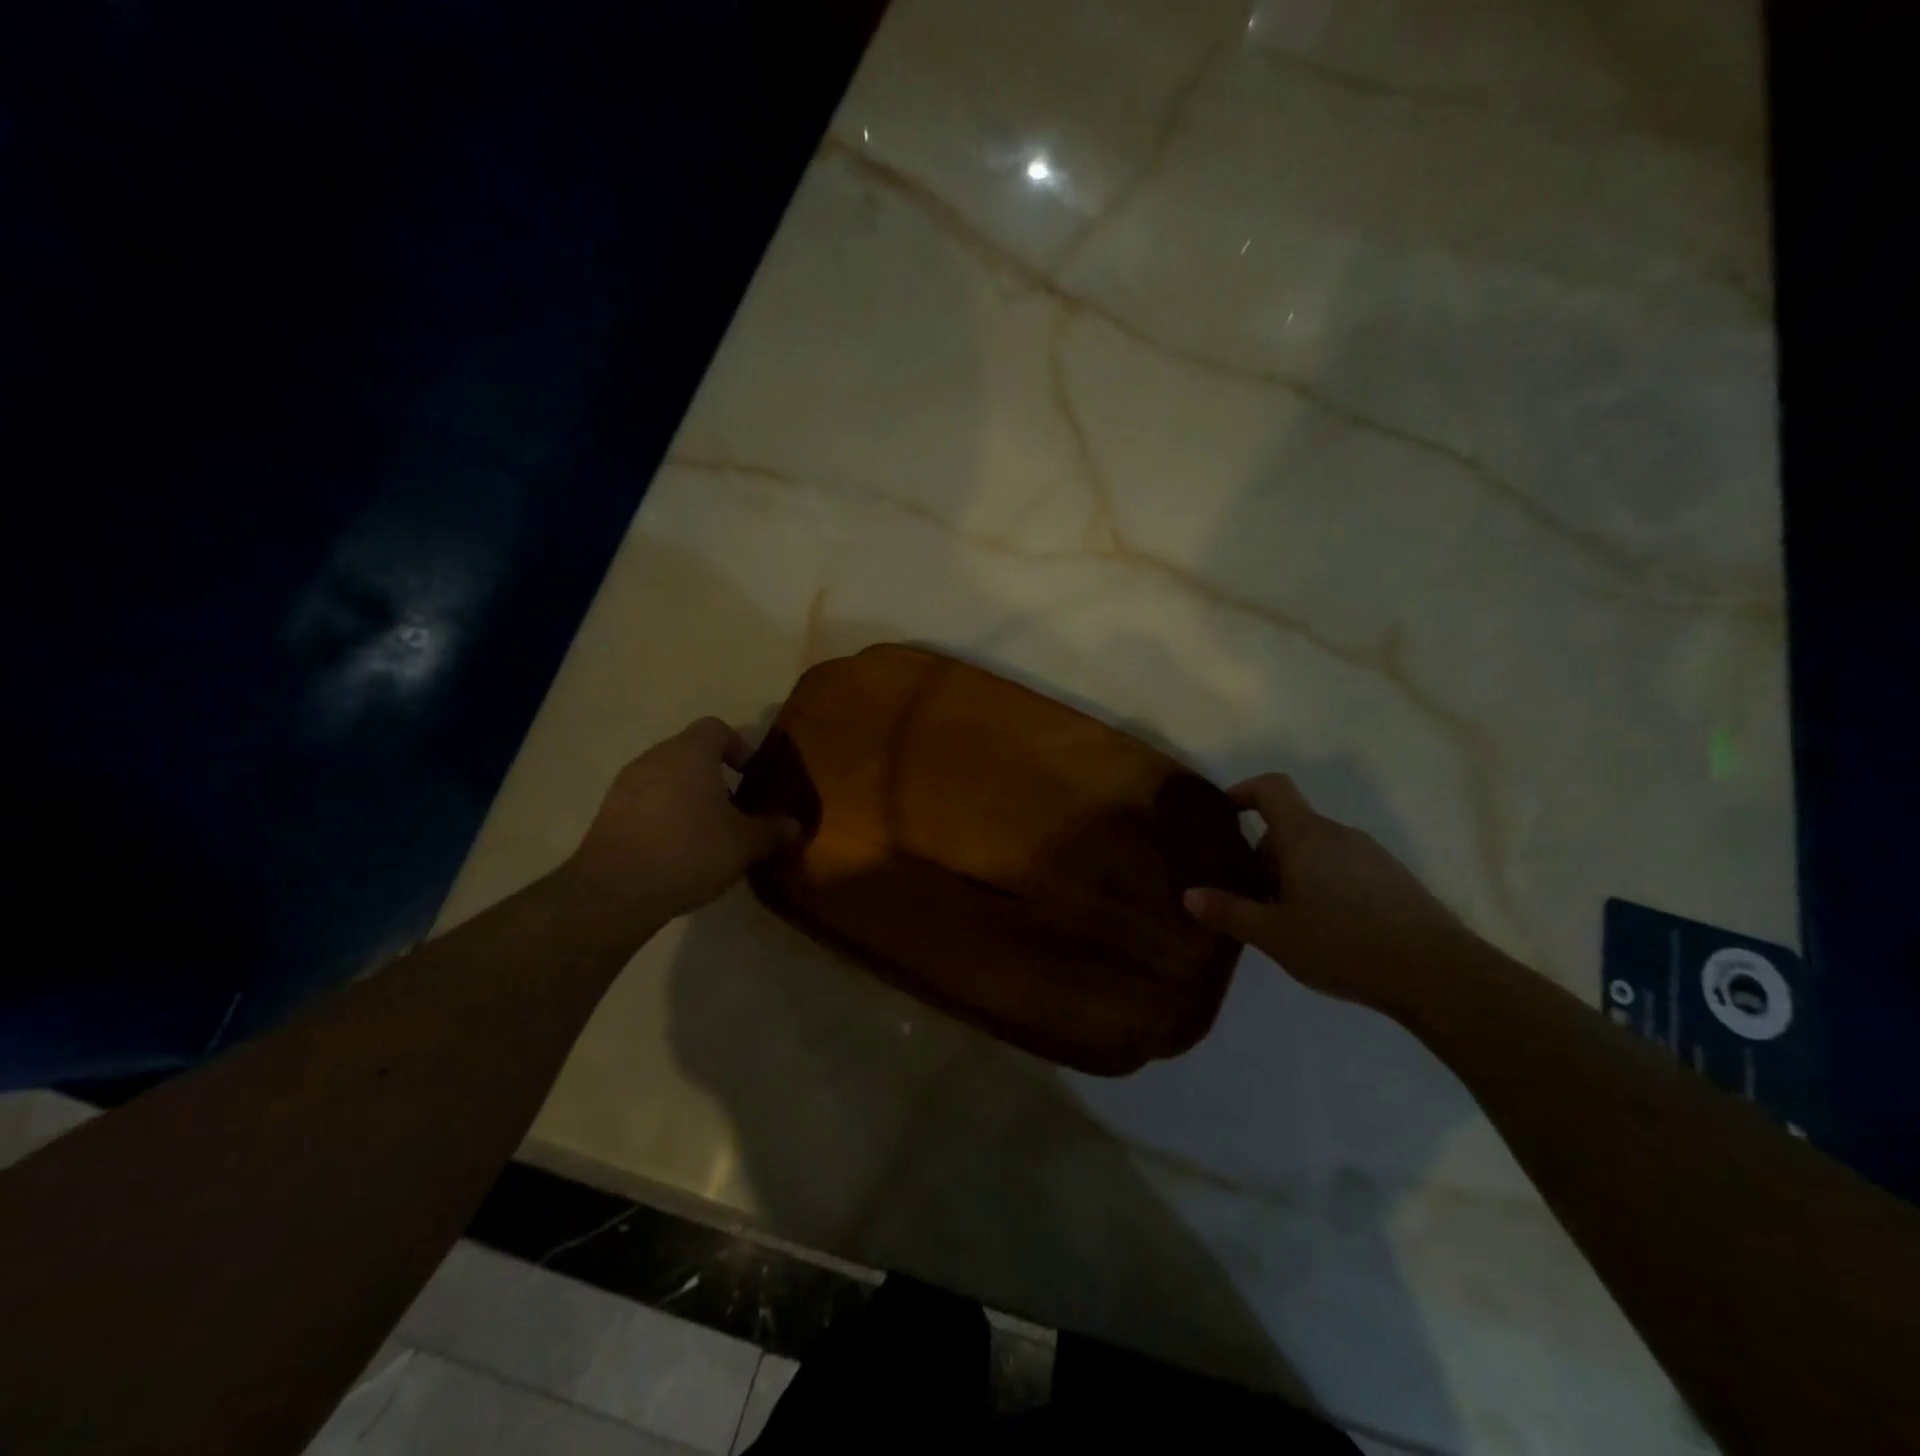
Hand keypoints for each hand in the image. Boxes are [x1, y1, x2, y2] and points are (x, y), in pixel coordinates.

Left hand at [565, 718, 799, 931]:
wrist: (616, 891)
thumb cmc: (690, 851)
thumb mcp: (744, 844)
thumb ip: (771, 830)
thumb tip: (793, 825)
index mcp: (690, 753)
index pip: (716, 728)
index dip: (738, 747)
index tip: (751, 777)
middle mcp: (654, 758)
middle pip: (690, 752)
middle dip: (714, 776)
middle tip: (734, 809)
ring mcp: (625, 785)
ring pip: (666, 778)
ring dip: (688, 797)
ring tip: (706, 832)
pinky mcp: (608, 814)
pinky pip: (645, 803)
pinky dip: (664, 816)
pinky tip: (677, 850)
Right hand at [1184, 774, 1468, 1007]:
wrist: (1438, 974)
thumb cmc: (1343, 944)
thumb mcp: (1274, 934)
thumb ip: (1229, 912)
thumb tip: (1189, 896)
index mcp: (1305, 836)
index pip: (1272, 788)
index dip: (1245, 791)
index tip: (1226, 814)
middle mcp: (1339, 834)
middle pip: (1292, 825)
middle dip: (1265, 852)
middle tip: (1253, 894)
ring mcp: (1372, 855)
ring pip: (1318, 849)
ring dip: (1295, 871)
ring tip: (1289, 918)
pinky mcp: (1395, 879)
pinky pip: (1345, 867)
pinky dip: (1325, 883)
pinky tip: (1328, 929)